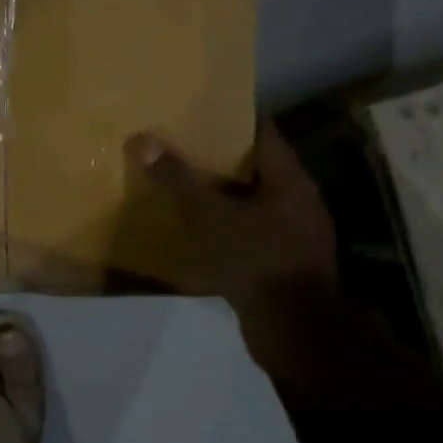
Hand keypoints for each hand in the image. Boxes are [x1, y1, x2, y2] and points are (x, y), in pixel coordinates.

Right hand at [125, 120, 337, 315]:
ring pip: (253, 203)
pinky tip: (200, 233)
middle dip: (220, 159)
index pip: (263, 133)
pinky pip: (252, 234)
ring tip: (184, 188)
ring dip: (223, 196)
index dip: (232, 120)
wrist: (293, 328)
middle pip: (257, 168)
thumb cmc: (255, 259)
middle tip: (181, 148)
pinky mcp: (284, 264)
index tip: (199, 113)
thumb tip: (143, 140)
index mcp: (290, 180)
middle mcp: (299, 201)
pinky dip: (228, 228)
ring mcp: (295, 235)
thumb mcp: (209, 215)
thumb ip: (178, 178)